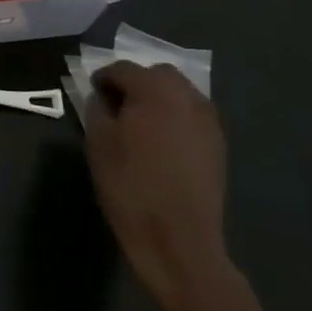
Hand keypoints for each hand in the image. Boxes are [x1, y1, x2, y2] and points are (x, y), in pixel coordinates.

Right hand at [84, 61, 235, 310]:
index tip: (92, 94)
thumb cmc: (130, 187)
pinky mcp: (219, 145)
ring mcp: (208, 121)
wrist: (179, 241)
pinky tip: (162, 143)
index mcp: (154, 91)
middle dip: (135, 83)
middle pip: (158, 74)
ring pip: (180, 93)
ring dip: (158, 99)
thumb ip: (97, 110)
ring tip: (139, 124)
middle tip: (117, 106)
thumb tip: (102, 98)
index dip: (103, 79)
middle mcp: (187, 97)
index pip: (123, 69)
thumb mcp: (98, 145)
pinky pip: (193, 116)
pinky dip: (175, 118)